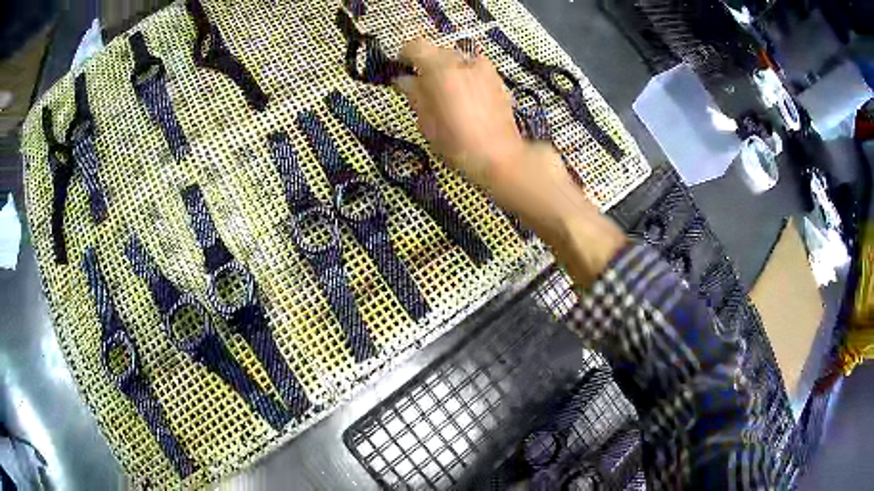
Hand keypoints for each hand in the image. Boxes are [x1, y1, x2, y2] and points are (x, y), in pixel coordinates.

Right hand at [394, 38, 626, 286]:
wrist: (503, 159)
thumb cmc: (459, 145)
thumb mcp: (427, 123)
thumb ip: (414, 95)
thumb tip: (404, 80)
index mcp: (442, 70)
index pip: (415, 46)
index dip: (404, 56)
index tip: (402, 70)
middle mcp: (465, 62)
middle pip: (438, 52)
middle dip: (428, 67)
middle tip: (424, 91)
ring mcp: (485, 69)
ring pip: (458, 61)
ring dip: (448, 73)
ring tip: (448, 99)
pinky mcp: (499, 80)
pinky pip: (474, 71)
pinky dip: (466, 79)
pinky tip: (468, 103)